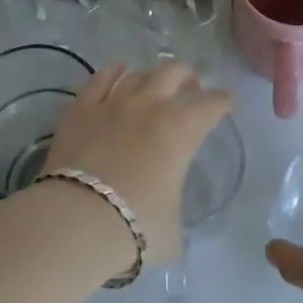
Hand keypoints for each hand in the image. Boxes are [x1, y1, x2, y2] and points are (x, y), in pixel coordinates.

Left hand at [44, 61, 232, 265]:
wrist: (77, 219)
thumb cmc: (135, 226)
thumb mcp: (172, 231)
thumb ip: (174, 214)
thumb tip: (166, 220)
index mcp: (182, 130)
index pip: (212, 104)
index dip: (223, 101)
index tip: (225, 104)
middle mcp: (151, 105)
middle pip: (175, 71)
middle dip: (188, 76)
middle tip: (190, 88)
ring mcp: (113, 102)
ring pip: (138, 74)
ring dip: (151, 78)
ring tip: (152, 86)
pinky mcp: (81, 108)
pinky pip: (100, 78)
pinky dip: (112, 72)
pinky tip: (116, 71)